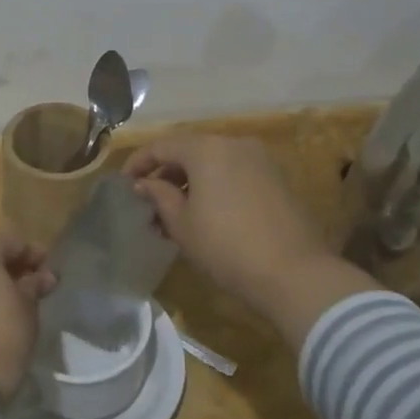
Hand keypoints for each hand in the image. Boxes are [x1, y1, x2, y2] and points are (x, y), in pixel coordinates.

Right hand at [124, 135, 376, 347]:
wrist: (294, 274)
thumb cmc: (226, 247)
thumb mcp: (182, 225)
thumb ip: (159, 197)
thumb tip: (144, 184)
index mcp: (207, 149)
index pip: (162, 146)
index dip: (138, 163)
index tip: (124, 185)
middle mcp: (235, 144)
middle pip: (190, 150)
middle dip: (166, 173)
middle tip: (149, 201)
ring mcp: (261, 160)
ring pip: (214, 162)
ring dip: (191, 181)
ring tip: (175, 212)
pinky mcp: (277, 179)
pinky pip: (235, 173)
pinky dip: (215, 186)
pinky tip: (207, 213)